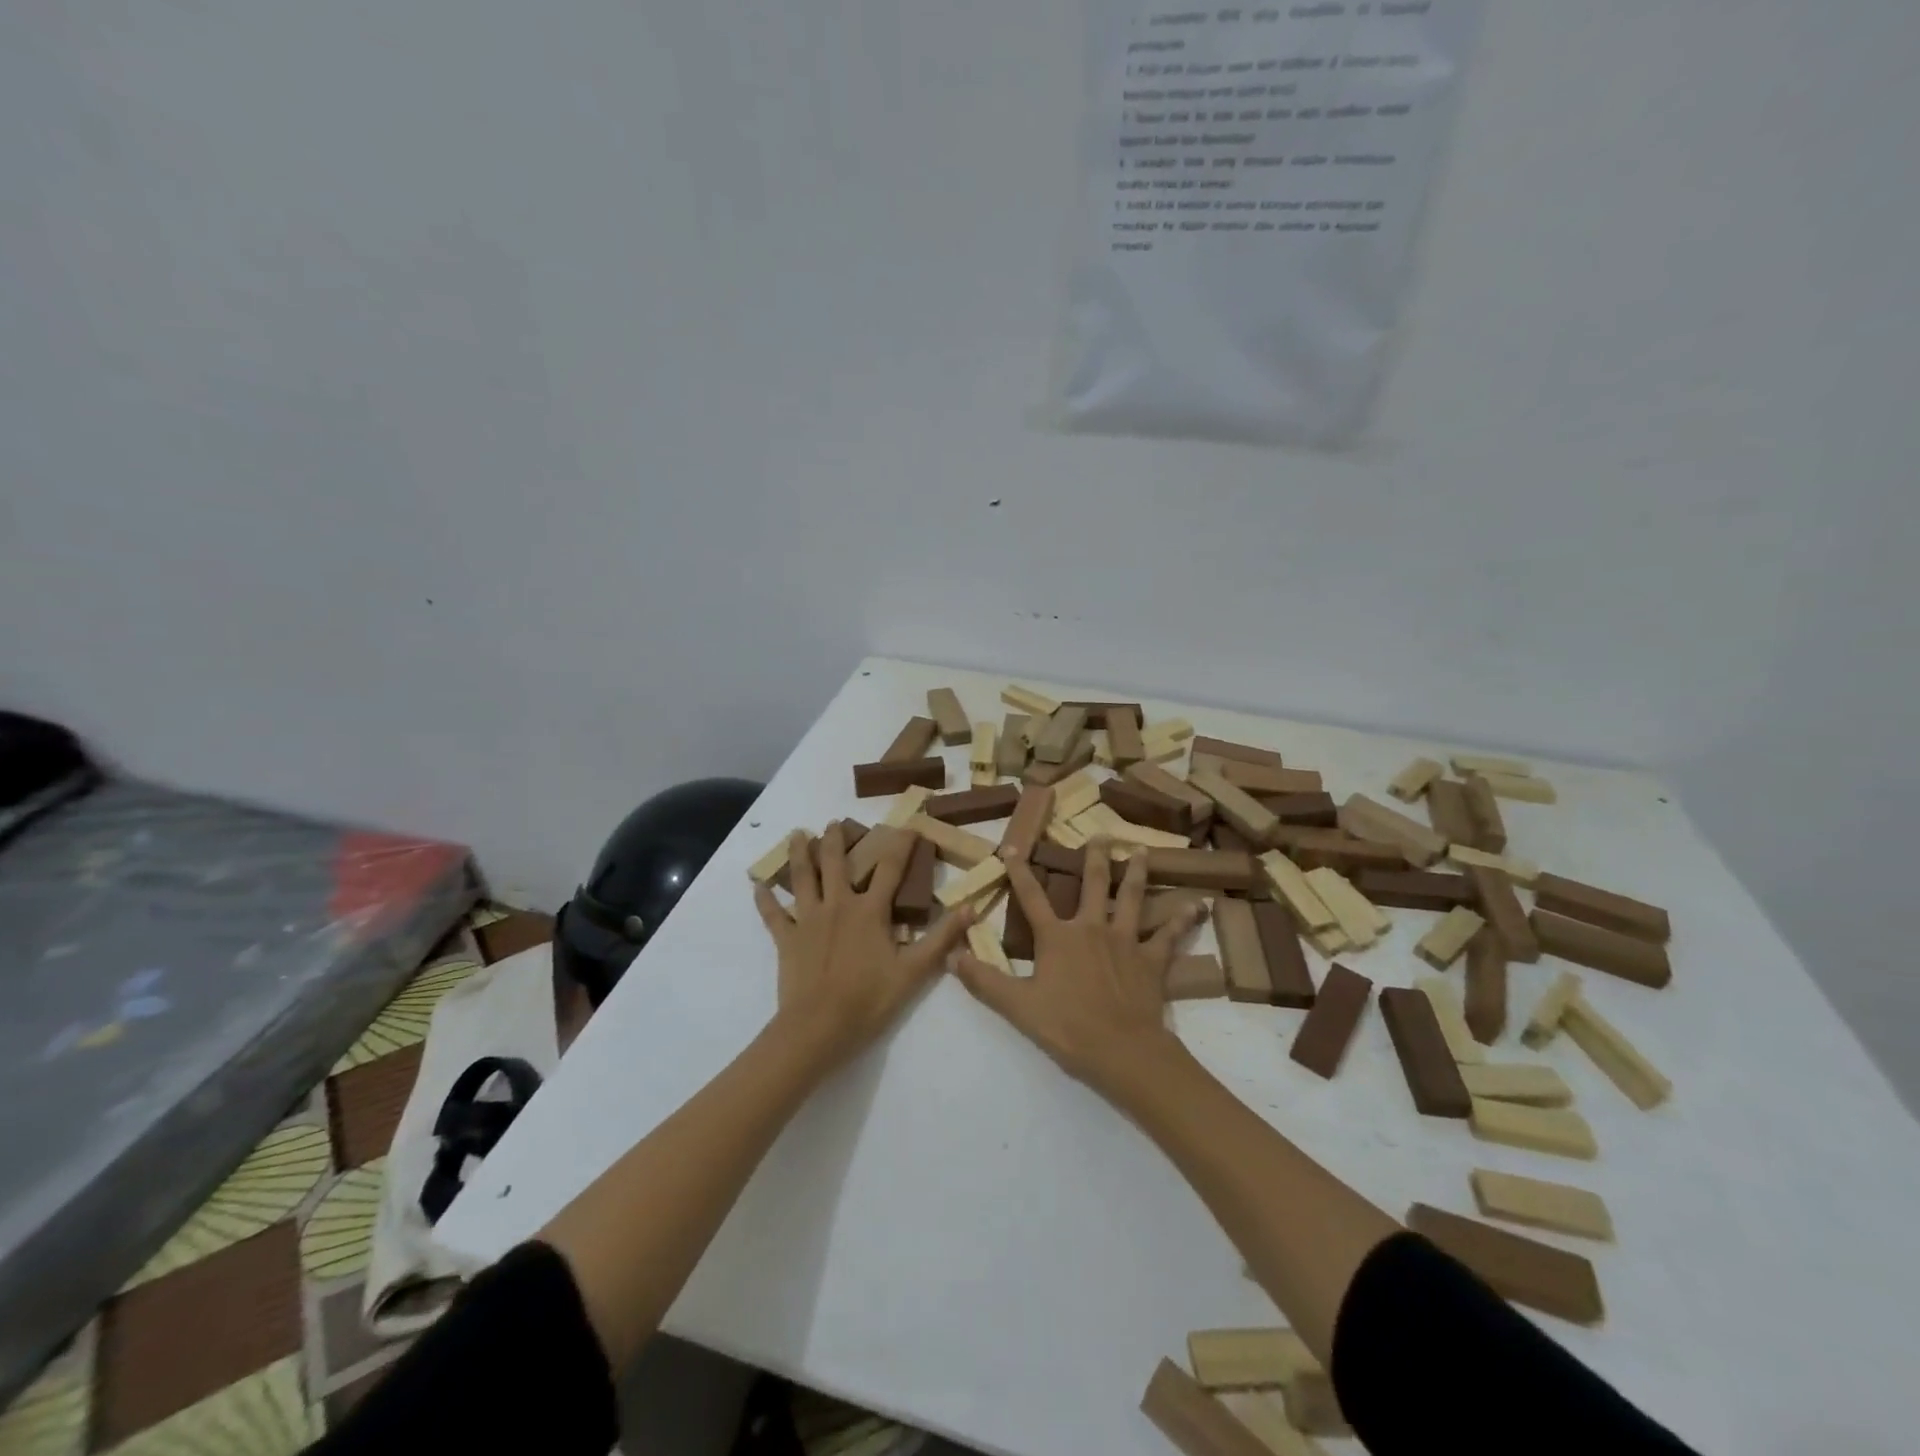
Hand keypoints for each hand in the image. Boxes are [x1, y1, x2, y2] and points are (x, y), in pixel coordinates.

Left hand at [753, 823, 972, 1069]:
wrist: (818, 1028)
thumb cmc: (868, 1000)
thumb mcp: (914, 971)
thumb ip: (941, 938)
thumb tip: (971, 908)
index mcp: (870, 911)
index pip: (890, 869)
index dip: (900, 844)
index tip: (908, 825)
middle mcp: (838, 905)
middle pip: (836, 863)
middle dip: (836, 840)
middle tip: (834, 822)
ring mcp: (808, 920)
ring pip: (802, 878)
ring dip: (800, 854)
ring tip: (797, 834)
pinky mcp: (787, 940)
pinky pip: (773, 915)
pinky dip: (765, 900)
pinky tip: (758, 886)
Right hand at [950, 840, 1204, 1100]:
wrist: (1122, 1050)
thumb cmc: (1066, 1027)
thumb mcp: (1017, 1006)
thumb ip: (984, 980)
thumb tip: (952, 955)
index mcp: (1057, 937)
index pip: (1032, 898)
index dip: (1020, 873)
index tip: (1013, 848)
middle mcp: (1091, 928)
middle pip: (1092, 885)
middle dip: (1095, 858)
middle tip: (1101, 835)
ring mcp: (1126, 941)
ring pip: (1131, 898)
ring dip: (1137, 873)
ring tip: (1143, 852)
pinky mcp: (1152, 960)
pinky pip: (1170, 935)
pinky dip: (1184, 919)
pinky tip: (1199, 905)